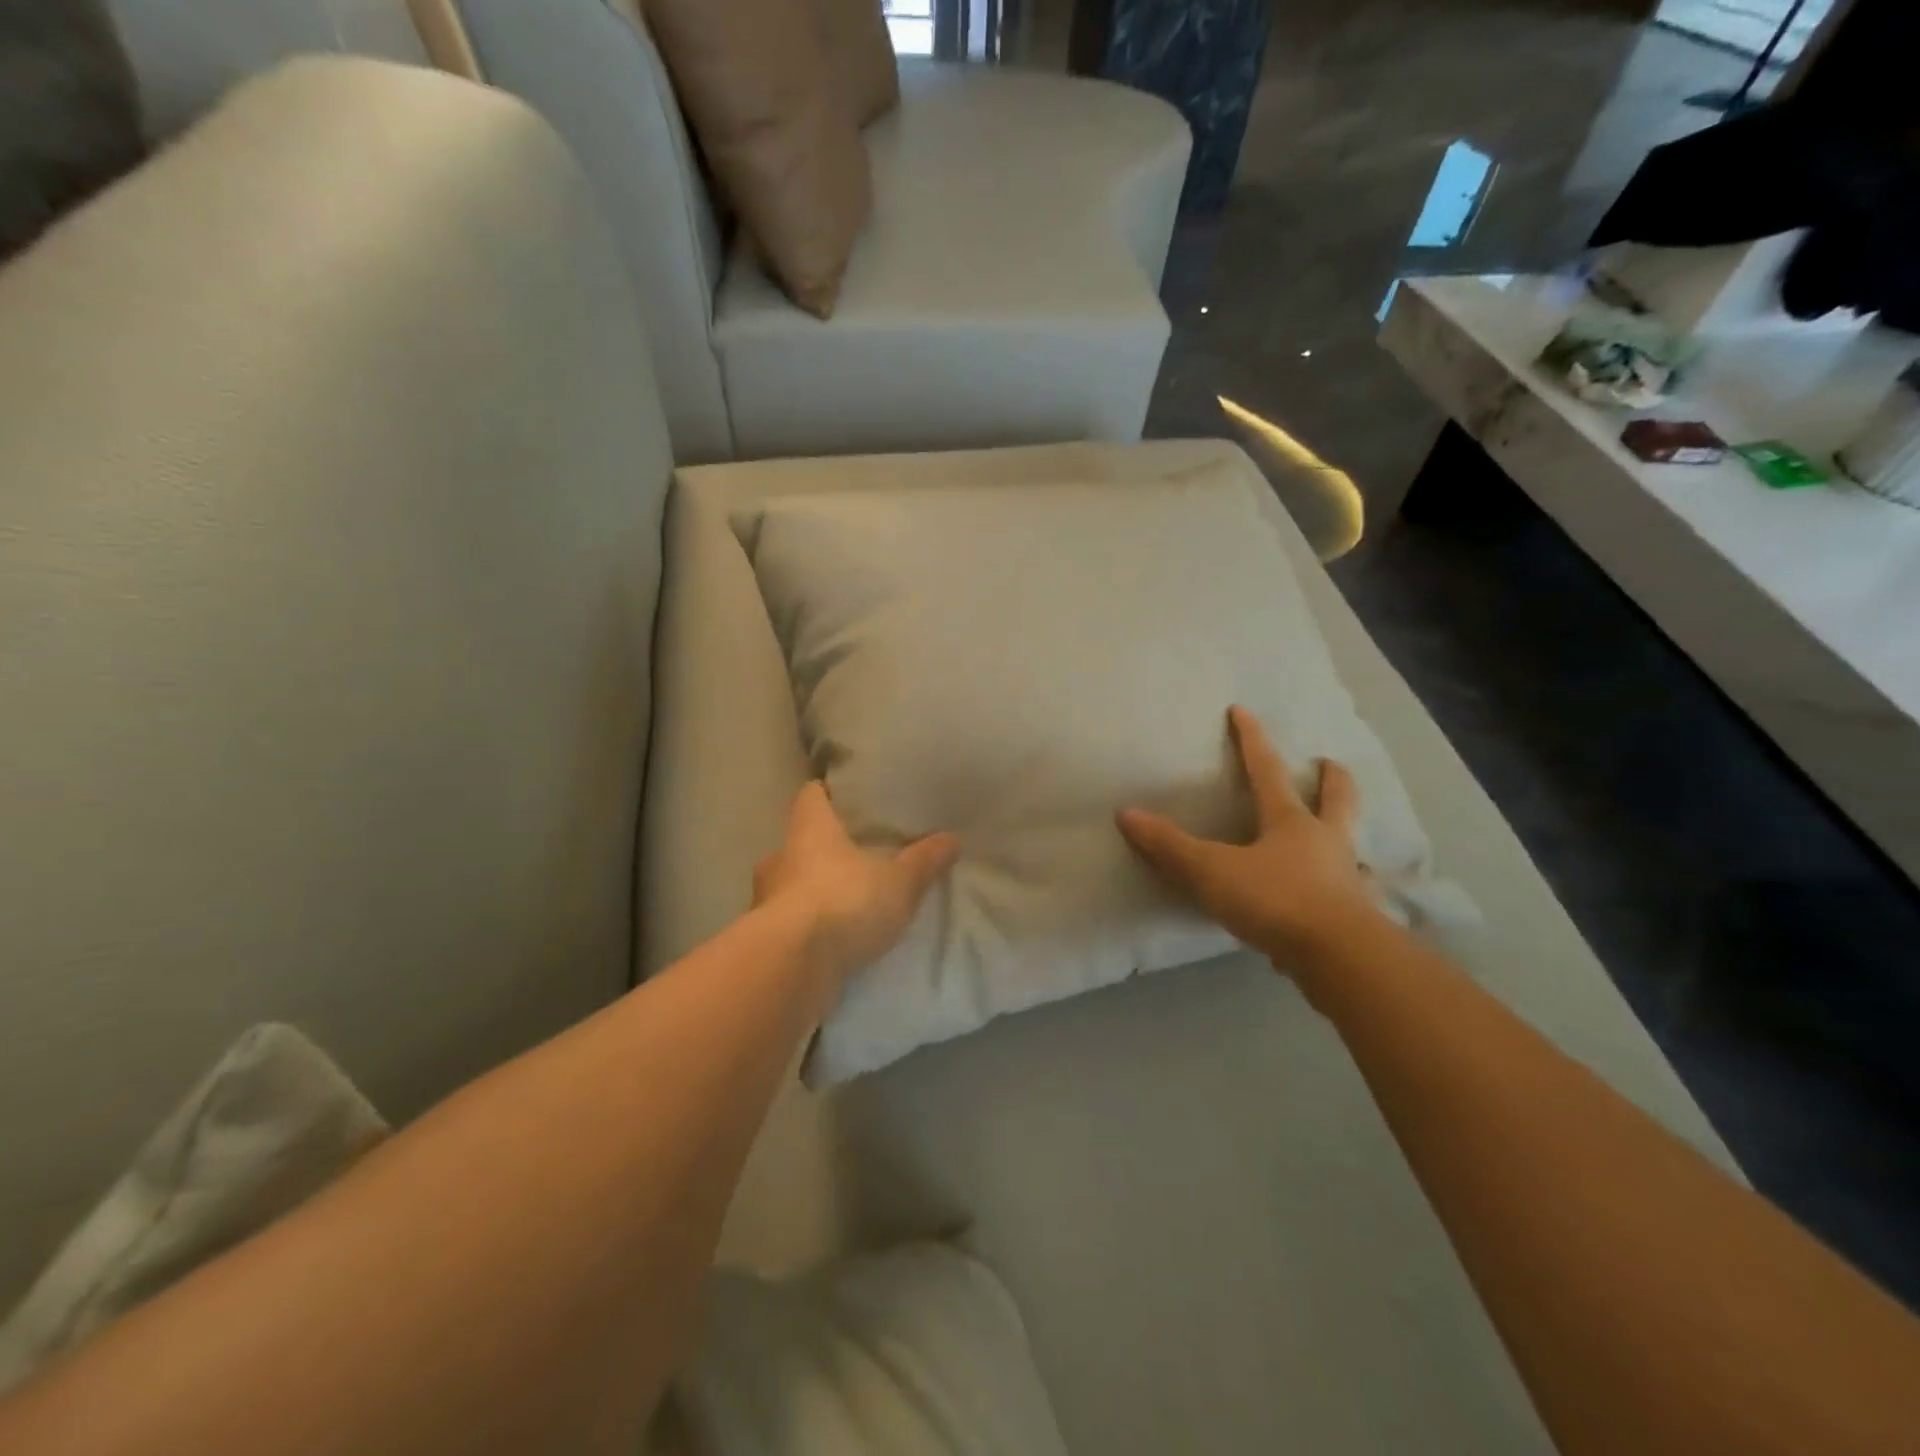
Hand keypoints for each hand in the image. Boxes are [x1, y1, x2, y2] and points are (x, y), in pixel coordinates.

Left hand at [754, 782, 959, 984]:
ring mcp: (765, 899)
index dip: (827, 794)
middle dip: (825, 849)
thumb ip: (924, 861)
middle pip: (800, 841)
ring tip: (848, 902)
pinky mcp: (765, 938)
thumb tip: (952, 838)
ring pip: (791, 884)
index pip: (810, 796)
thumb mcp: (899, 882)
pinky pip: (789, 923)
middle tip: (857, 857)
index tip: (846, 799)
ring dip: (814, 891)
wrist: (792, 966)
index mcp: (809, 828)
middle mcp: (780, 856)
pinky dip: (808, 927)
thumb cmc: (844, 902)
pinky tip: (833, 939)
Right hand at [1117, 706, 1382, 969]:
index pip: (1266, 770)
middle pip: (1335, 800)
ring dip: (1346, 834)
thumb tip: (1126, 813)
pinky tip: (1340, 903)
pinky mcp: (1356, 917)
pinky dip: (1346, 892)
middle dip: (1330, 780)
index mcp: (1291, 822)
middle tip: (1329, 763)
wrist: (1338, 958)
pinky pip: (1350, 896)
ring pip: (1351, 846)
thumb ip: (1169, 846)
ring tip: (1340, 834)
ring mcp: (1346, 879)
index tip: (1242, 710)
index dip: (1251, 739)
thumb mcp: (1211, 871)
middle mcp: (1325, 842)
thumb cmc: (1274, 900)